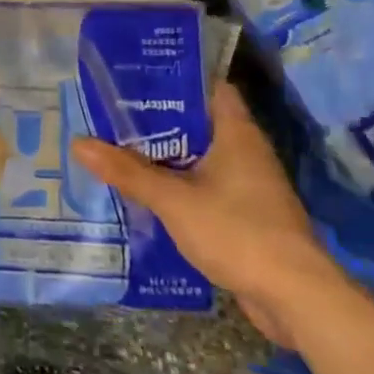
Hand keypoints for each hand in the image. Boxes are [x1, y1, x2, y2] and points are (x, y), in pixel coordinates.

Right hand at [71, 83, 339, 345]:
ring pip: (200, 159)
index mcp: (236, 132)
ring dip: (167, 156)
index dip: (175, 78)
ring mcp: (249, 186)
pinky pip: (206, 189)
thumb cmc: (237, 231)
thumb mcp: (173, 199)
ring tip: (121, 149)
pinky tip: (148, 193)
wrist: (295, 298)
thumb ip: (127, 171)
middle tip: (114, 112)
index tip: (136, 76)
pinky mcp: (247, 217)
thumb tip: (79, 143)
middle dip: (159, 119)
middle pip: (198, 123)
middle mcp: (246, 151)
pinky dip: (180, 187)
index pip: (209, 87)